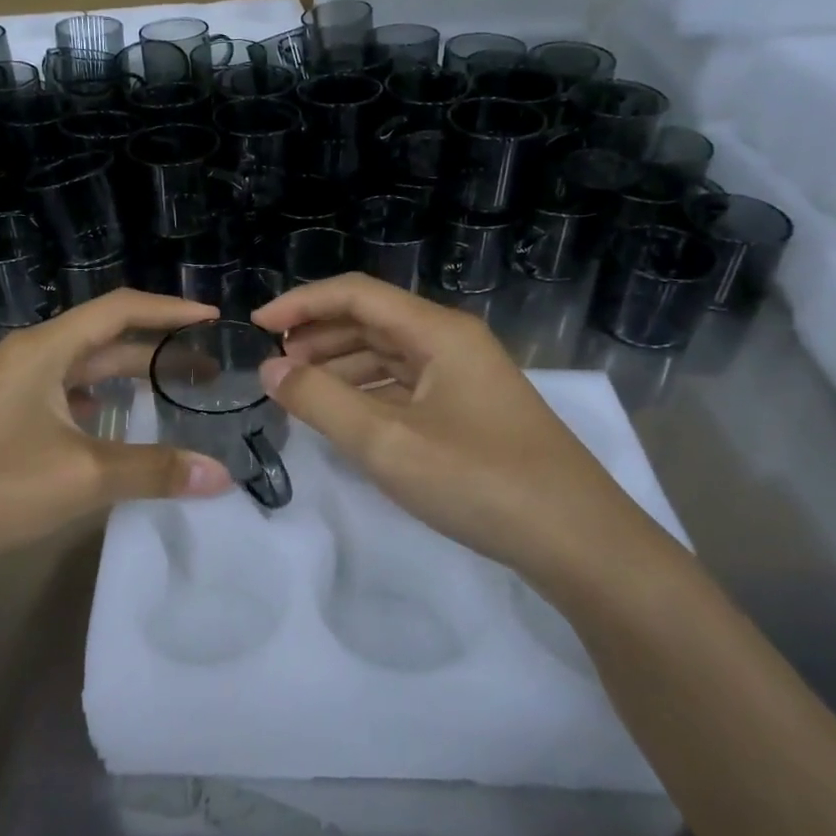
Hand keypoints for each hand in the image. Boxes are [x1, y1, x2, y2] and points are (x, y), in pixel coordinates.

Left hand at [0, 290, 235, 589]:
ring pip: (79, 370)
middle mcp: (24, 357)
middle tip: (205, 367)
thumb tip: (222, 476)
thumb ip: (154, 471)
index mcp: (43, 350)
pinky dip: (94, 401)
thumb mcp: (81, 477)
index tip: (212, 317)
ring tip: (168, 391)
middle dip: (156, 351)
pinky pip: (58, 395)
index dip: (169, 311)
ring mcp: (5, 388)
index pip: (119, 311)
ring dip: (124, 377)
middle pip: (102, 340)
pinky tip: (108, 421)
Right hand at [252, 274, 663, 592]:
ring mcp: (465, 378)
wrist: (578, 542)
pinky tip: (346, 416)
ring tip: (299, 390)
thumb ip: (320, 401)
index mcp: (438, 332)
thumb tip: (269, 368)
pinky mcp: (470, 412)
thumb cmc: (479, 480)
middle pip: (372, 320)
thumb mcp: (386, 442)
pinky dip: (368, 393)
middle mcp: (452, 343)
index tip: (258, 325)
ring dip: (340, 365)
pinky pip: (406, 386)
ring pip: (388, 354)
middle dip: (318, 335)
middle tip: (274, 364)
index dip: (302, 303)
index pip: (356, 294)